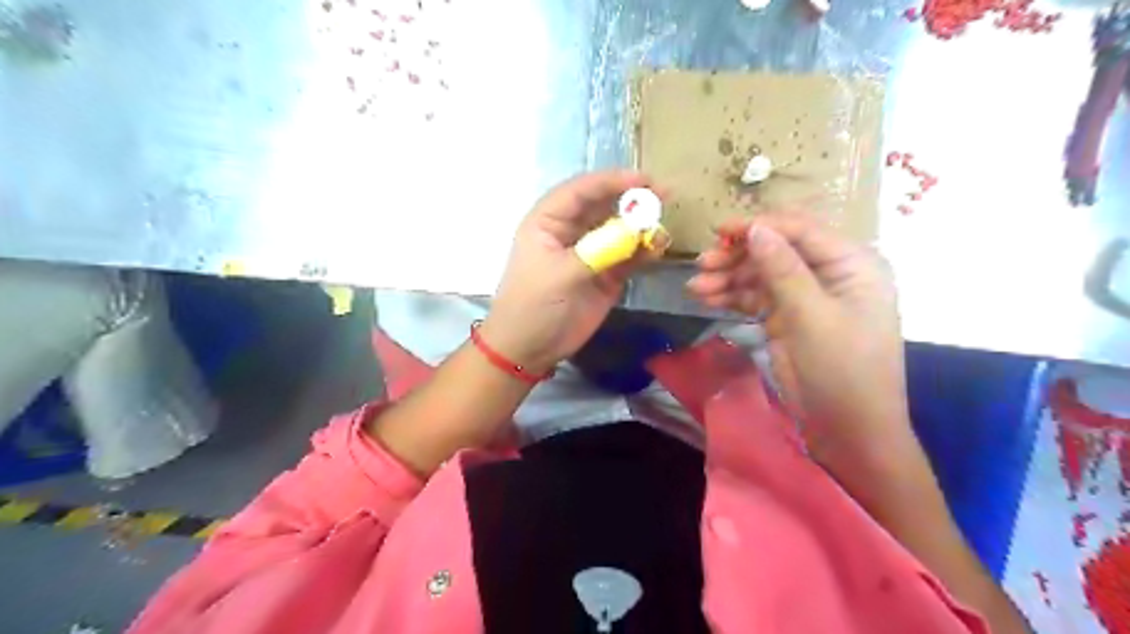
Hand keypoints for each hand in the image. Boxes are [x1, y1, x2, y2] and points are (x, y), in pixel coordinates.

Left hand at [480, 170, 659, 374]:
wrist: (529, 349)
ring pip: (620, 230)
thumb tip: (638, 230)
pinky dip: (644, 251)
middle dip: (632, 200)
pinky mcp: (606, 275)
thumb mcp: (560, 274)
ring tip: (662, 228)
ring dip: (641, 227)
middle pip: (605, 206)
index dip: (611, 181)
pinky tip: (658, 249)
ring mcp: (591, 253)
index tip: (643, 180)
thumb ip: (599, 250)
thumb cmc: (533, 305)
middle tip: (664, 195)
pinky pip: (629, 256)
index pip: (581, 190)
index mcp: (549, 221)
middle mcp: (571, 231)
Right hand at [689, 212, 905, 470]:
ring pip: (762, 274)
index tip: (719, 231)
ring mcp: (807, 296)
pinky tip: (707, 299)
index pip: (800, 230)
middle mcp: (830, 273)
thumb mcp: (811, 316)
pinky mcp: (789, 318)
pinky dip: (733, 296)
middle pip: (777, 250)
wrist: (848, 429)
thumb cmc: (842, 369)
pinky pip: (757, 297)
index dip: (759, 226)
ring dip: (729, 278)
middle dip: (738, 256)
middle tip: (701, 265)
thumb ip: (783, 269)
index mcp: (851, 262)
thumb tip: (756, 229)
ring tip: (695, 288)